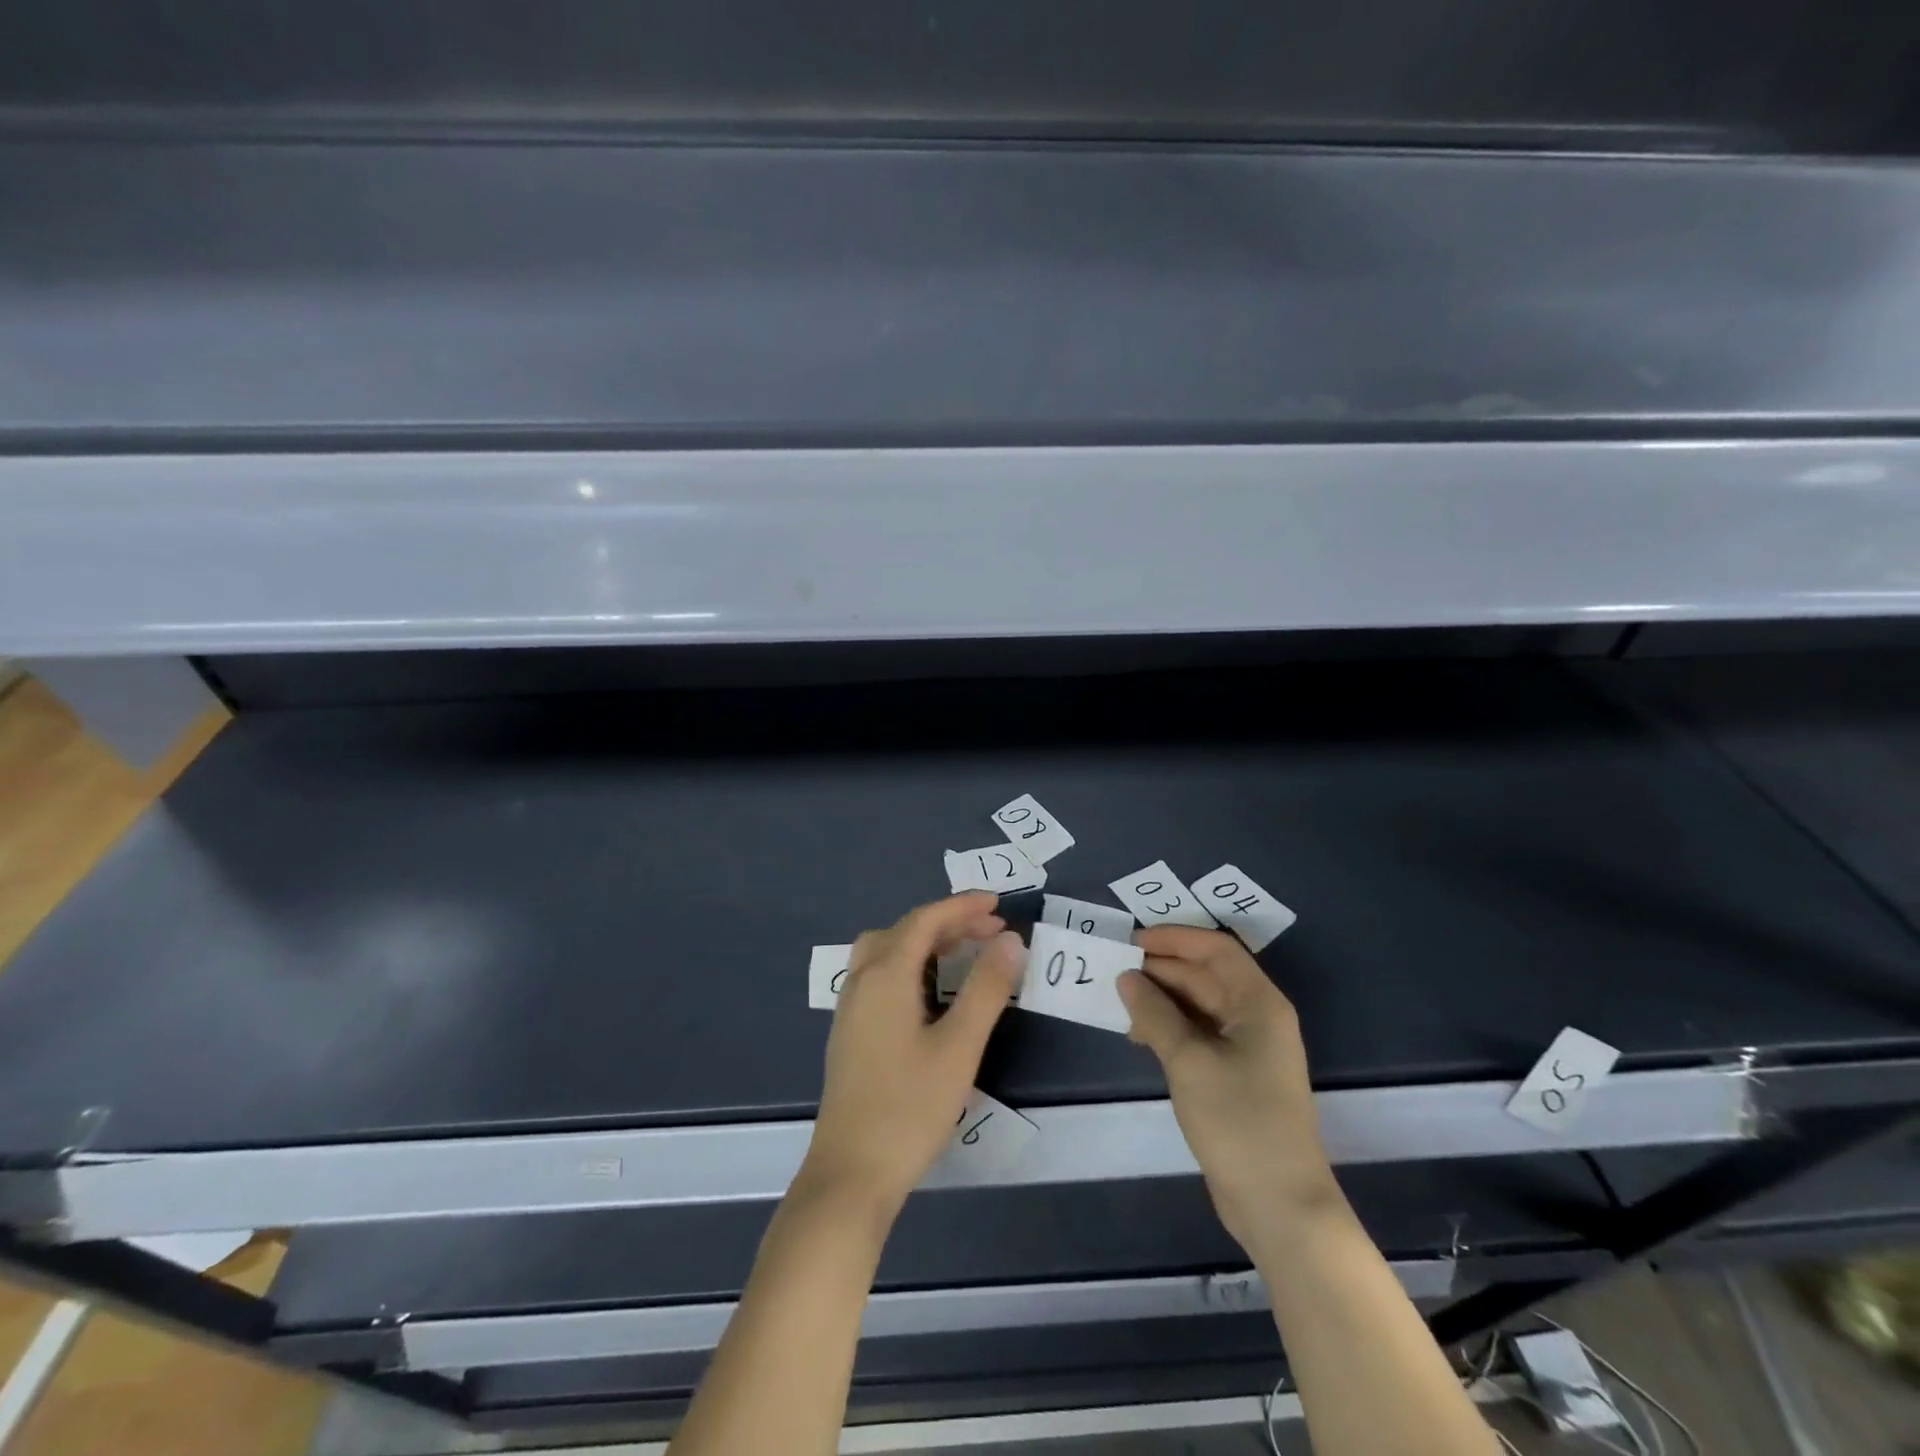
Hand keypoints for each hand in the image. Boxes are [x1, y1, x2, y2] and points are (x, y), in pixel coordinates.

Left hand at [801, 893, 1024, 1215]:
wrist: (850, 1174)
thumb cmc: (909, 1108)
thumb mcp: (959, 1047)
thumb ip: (986, 989)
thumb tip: (1010, 941)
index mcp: (885, 976)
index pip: (925, 920)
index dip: (961, 907)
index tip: (998, 905)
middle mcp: (861, 981)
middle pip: (904, 931)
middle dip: (947, 923)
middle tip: (990, 931)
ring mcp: (850, 1008)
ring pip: (886, 951)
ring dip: (925, 941)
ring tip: (964, 952)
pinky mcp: (850, 1032)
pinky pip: (879, 975)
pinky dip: (909, 964)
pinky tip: (930, 990)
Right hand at [1118, 928, 1333, 1248]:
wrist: (1280, 1205)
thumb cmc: (1239, 1121)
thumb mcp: (1189, 1061)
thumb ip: (1154, 1014)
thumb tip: (1126, 977)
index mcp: (1258, 1003)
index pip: (1216, 949)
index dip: (1174, 938)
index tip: (1131, 941)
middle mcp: (1256, 1017)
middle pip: (1205, 975)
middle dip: (1161, 969)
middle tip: (1113, 970)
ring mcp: (1247, 1048)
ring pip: (1198, 1005)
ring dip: (1160, 998)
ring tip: (1118, 1003)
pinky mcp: (1234, 1075)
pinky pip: (1197, 1033)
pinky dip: (1168, 1027)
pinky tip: (1138, 1036)